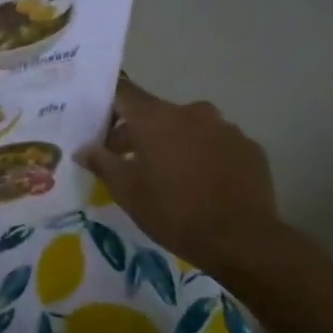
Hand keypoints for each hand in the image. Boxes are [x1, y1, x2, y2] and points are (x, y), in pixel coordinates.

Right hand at [76, 79, 281, 273]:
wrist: (240, 239)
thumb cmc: (173, 212)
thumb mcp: (127, 192)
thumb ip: (103, 163)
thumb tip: (84, 150)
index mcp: (157, 119)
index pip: (124, 93)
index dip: (108, 106)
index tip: (99, 127)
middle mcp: (192, 113)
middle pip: (156, 113)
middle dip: (138, 134)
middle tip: (126, 162)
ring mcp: (225, 128)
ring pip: (188, 128)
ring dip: (172, 144)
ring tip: (167, 176)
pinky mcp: (249, 147)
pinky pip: (215, 144)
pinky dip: (202, 156)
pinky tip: (200, 184)